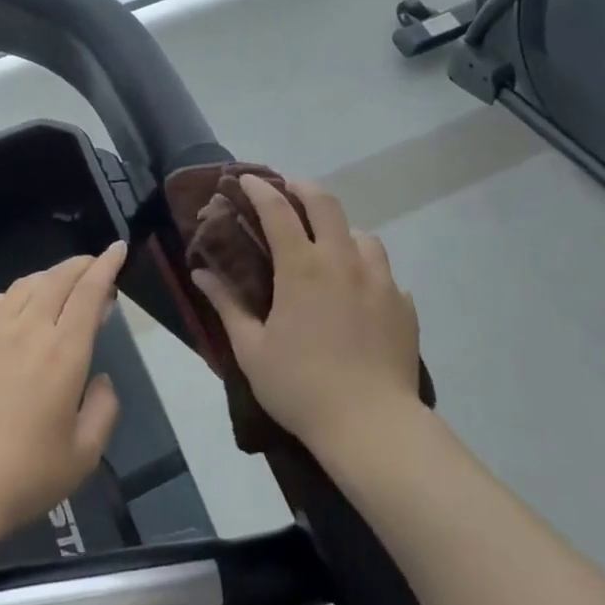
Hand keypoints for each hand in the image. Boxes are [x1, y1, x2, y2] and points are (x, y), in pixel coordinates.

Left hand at [0, 243, 125, 547]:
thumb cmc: (26, 474)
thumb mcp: (85, 452)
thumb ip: (104, 408)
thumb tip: (100, 379)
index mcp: (64, 351)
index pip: (90, 291)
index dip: (107, 265)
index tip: (118, 248)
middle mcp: (29, 331)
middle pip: (58, 279)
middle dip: (82, 264)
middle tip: (96, 266)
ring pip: (24, 285)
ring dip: (49, 277)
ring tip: (61, 285)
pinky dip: (10, 295)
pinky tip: (14, 306)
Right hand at [192, 178, 421, 456]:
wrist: (372, 425)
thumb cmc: (301, 386)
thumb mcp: (251, 349)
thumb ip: (227, 304)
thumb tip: (202, 272)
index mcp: (302, 267)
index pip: (278, 210)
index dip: (260, 189)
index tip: (246, 179)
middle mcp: (343, 260)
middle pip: (326, 203)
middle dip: (303, 189)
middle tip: (289, 193)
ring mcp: (379, 279)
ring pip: (362, 235)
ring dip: (341, 231)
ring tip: (329, 249)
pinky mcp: (403, 304)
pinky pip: (383, 273)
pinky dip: (367, 271)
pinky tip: (359, 295)